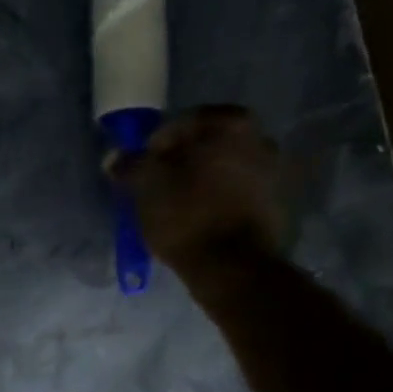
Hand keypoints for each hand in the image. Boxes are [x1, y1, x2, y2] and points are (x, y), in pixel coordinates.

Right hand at [116, 105, 283, 295]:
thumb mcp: (146, 186)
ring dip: (202, 182)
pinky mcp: (277, 206)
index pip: (181, 124)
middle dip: (182, 162)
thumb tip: (115, 157)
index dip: (156, 145)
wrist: (233, 267)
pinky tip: (201, 220)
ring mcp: (275, 173)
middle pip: (207, 146)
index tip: (143, 169)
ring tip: (178, 207)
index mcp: (232, 124)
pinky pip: (238, 194)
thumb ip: (131, 165)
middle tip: (158, 186)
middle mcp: (262, 139)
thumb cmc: (187, 215)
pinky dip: (219, 201)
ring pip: (224, 170)